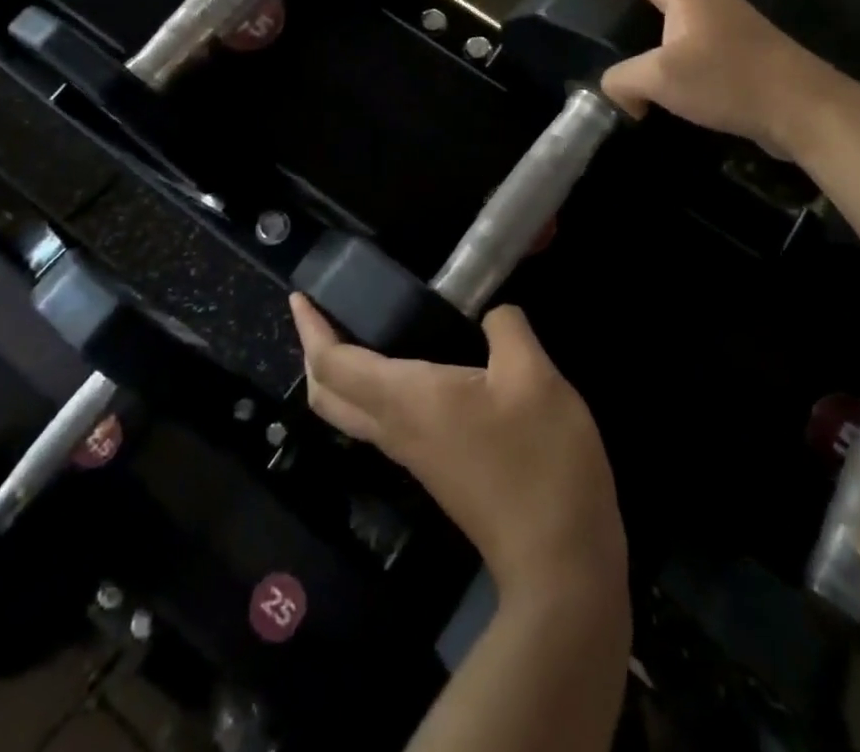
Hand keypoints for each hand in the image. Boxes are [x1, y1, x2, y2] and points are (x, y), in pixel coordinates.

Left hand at [289, 295, 624, 600]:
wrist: (559, 561)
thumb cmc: (539, 459)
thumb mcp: (534, 376)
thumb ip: (507, 329)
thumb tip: (494, 314)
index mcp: (406, 399)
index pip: (334, 365)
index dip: (312, 330)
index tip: (300, 298)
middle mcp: (396, 428)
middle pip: (328, 395)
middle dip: (315, 352)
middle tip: (321, 314)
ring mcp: (414, 454)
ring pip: (352, 411)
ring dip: (340, 372)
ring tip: (359, 330)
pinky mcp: (436, 469)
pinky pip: (382, 421)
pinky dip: (372, 388)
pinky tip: (410, 368)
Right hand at [550, 0, 838, 156]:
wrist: (803, 107)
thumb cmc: (729, 79)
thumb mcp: (661, 77)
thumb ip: (621, 79)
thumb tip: (617, 92)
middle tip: (576, 5)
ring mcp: (720, 17)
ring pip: (663, 12)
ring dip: (633, 23)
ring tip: (605, 36)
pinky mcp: (732, 44)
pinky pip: (679, 36)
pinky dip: (654, 46)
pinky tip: (646, 69)